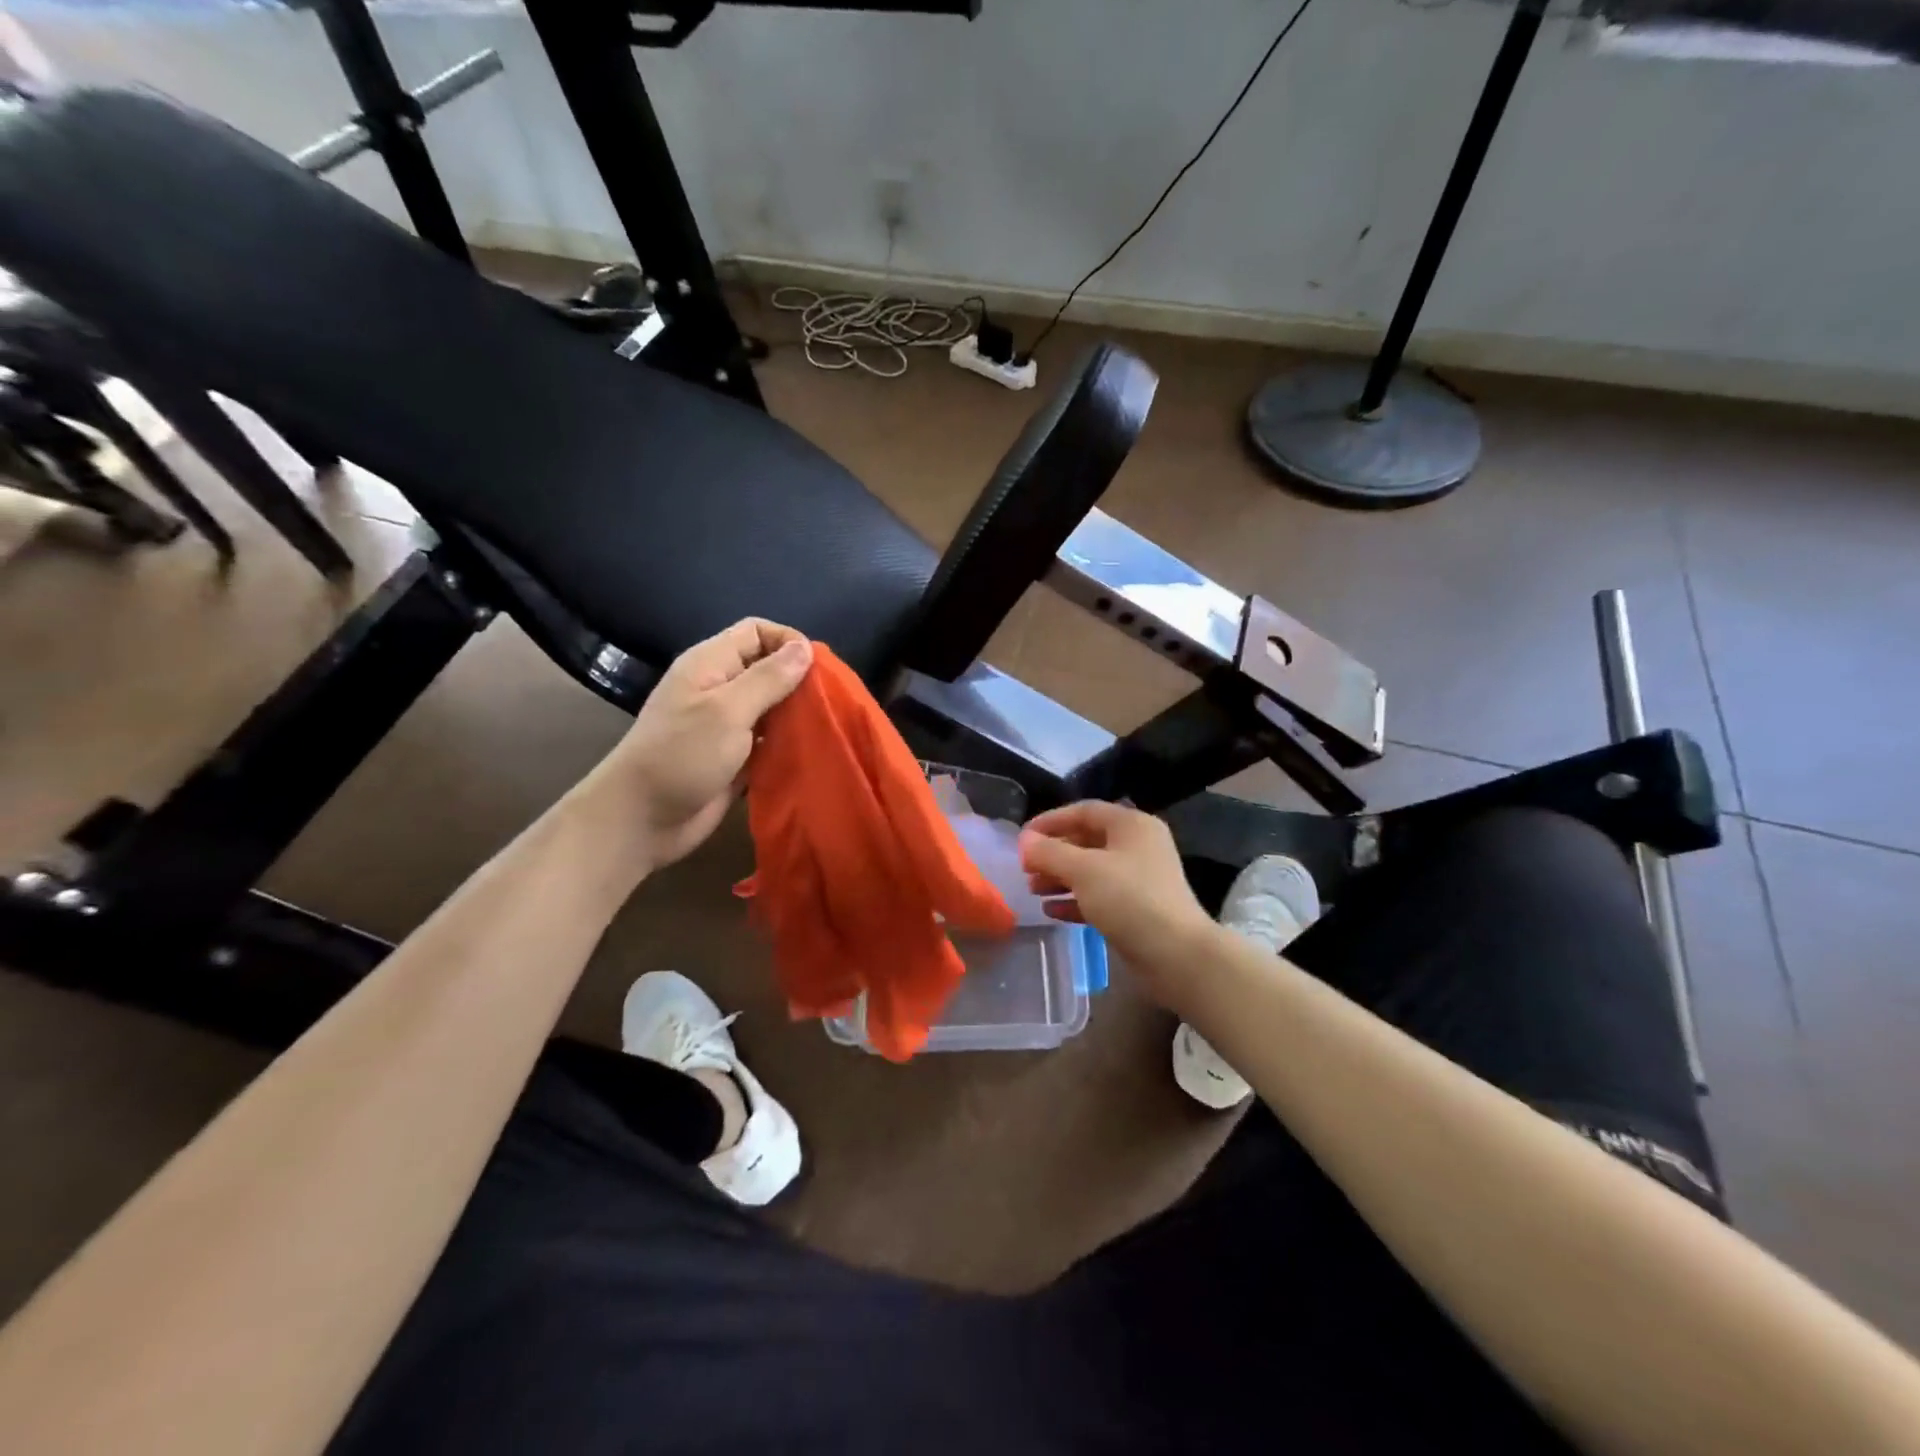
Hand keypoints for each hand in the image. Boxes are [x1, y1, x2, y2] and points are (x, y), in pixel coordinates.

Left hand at [595, 619, 811, 871]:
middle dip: (800, 681)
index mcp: (711, 664)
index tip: (819, 669)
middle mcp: (720, 688)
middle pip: (768, 669)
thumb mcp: (728, 710)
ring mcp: (727, 725)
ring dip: (798, 715)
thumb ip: (768, 678)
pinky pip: (770, 741)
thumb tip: (805, 647)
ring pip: (773, 707)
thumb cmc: (682, 755)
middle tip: (831, 702)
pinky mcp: (736, 758)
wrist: (641, 820)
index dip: (788, 641)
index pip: (756, 631)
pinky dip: (789, 744)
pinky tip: (812, 753)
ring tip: (828, 728)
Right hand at [1019, 801, 1217, 1009]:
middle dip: (1053, 853)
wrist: (1177, 955)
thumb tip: (1024, 841)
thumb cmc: (1130, 900)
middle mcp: (1137, 846)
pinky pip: (1099, 896)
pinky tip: (1051, 911)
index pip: (1084, 811)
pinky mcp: (1136, 909)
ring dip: (1060, 877)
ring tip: (1033, 890)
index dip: (1051, 821)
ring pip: (1091, 870)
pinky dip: (1075, 900)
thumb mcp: (1084, 870)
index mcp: (1131, 825)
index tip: (1023, 838)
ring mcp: (1139, 879)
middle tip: (1026, 868)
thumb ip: (1050, 853)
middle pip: (1086, 840)